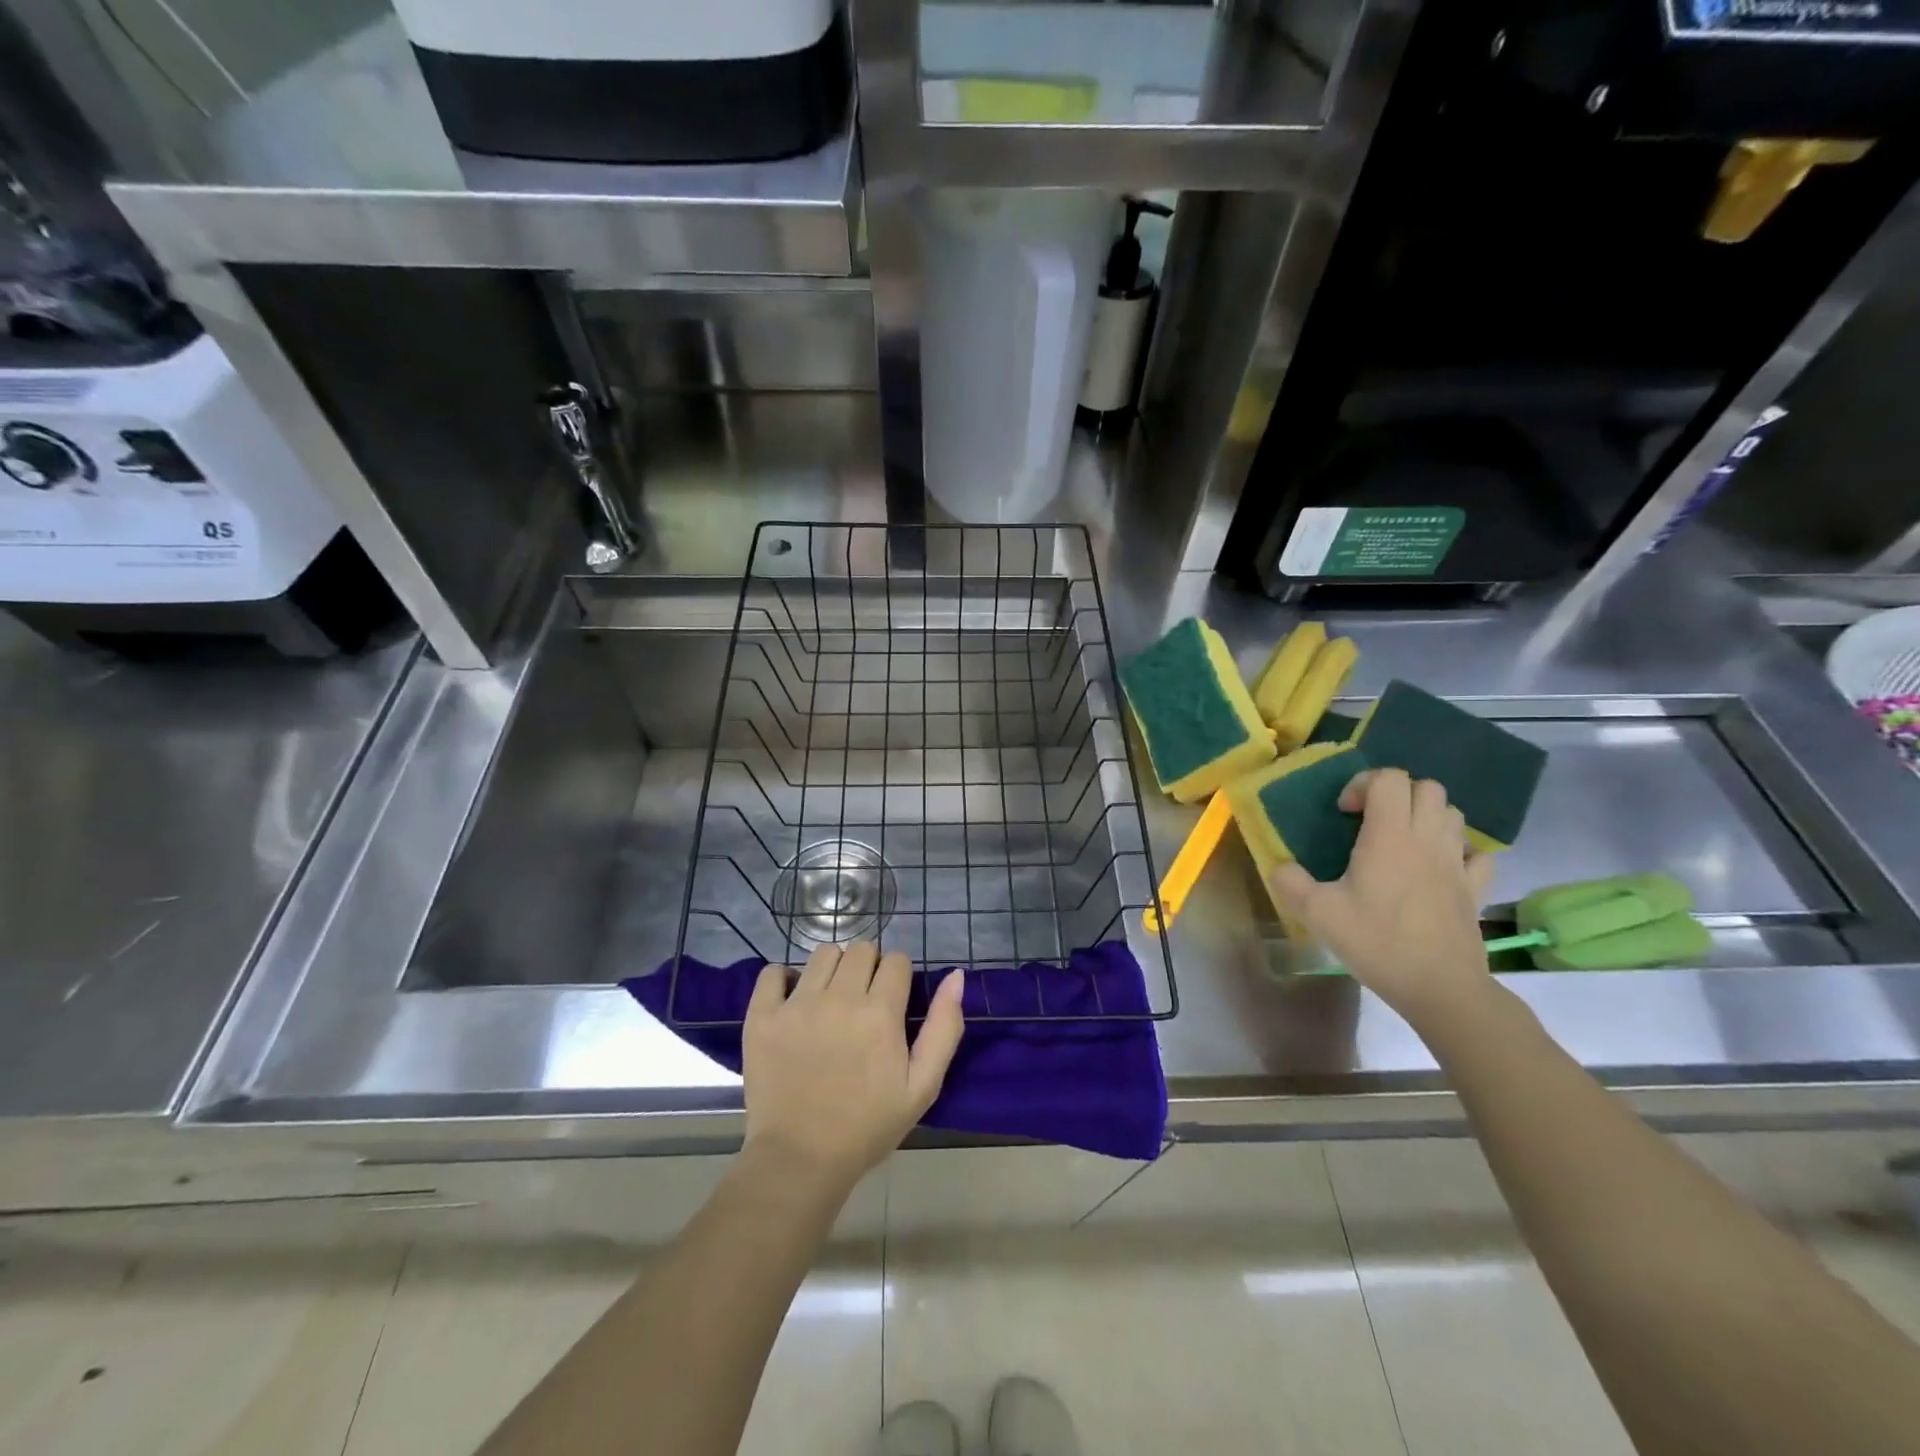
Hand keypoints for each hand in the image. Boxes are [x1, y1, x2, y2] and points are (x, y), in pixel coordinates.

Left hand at [741, 942, 964, 1193]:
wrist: (800, 1161)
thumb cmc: (868, 1126)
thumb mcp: (923, 1086)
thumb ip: (944, 1027)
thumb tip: (955, 976)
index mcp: (880, 1012)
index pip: (897, 960)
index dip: (899, 977)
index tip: (893, 1001)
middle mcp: (839, 998)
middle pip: (861, 949)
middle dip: (869, 967)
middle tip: (864, 1001)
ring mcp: (796, 1004)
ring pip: (823, 953)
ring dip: (833, 968)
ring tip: (830, 999)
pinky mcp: (762, 1017)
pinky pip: (772, 972)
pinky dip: (783, 978)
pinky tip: (792, 999)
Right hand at [1270, 768, 1497, 1031]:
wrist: (1440, 987)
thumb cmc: (1377, 942)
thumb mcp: (1317, 913)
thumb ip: (1290, 882)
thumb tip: (1278, 866)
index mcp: (1389, 836)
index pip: (1389, 778)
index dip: (1363, 784)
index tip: (1345, 813)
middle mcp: (1427, 839)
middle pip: (1427, 787)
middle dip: (1397, 794)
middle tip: (1372, 821)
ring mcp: (1457, 862)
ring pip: (1452, 813)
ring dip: (1426, 816)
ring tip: (1401, 841)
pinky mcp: (1475, 888)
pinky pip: (1475, 852)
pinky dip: (1457, 849)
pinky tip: (1438, 867)